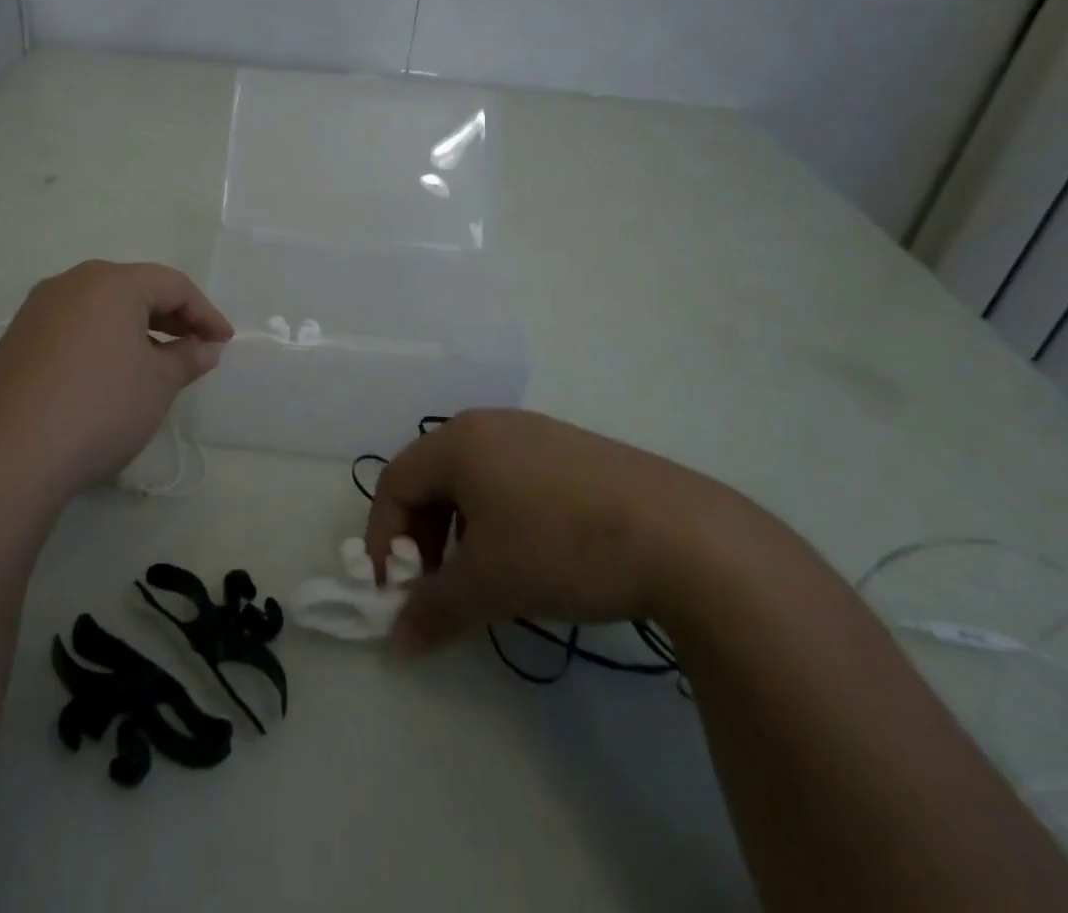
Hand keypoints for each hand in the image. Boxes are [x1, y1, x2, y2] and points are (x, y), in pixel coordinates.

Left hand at [0, 260, 232, 504]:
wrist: (8, 457)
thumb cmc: (99, 408)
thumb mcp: (157, 384)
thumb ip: (188, 357)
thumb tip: (206, 347)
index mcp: (111, 282)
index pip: (173, 285)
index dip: (205, 312)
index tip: (224, 342)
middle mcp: (71, 283)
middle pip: (134, 289)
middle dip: (171, 317)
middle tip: (196, 349)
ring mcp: (37, 310)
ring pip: (101, 308)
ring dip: (136, 329)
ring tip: (156, 362)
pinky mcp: (16, 339)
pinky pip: (73, 327)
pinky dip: (102, 341)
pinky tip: (110, 373)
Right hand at [364, 409, 750, 653]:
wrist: (683, 536)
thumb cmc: (561, 547)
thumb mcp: (488, 584)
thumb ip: (433, 610)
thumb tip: (396, 643)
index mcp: (458, 441)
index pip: (395, 483)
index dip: (384, 539)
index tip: (395, 591)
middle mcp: (490, 424)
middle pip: (431, 477)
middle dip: (424, 536)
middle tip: (439, 585)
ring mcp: (535, 432)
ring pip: (473, 479)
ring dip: (462, 529)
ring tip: (485, 575)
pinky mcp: (573, 450)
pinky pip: (512, 477)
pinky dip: (500, 517)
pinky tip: (531, 554)